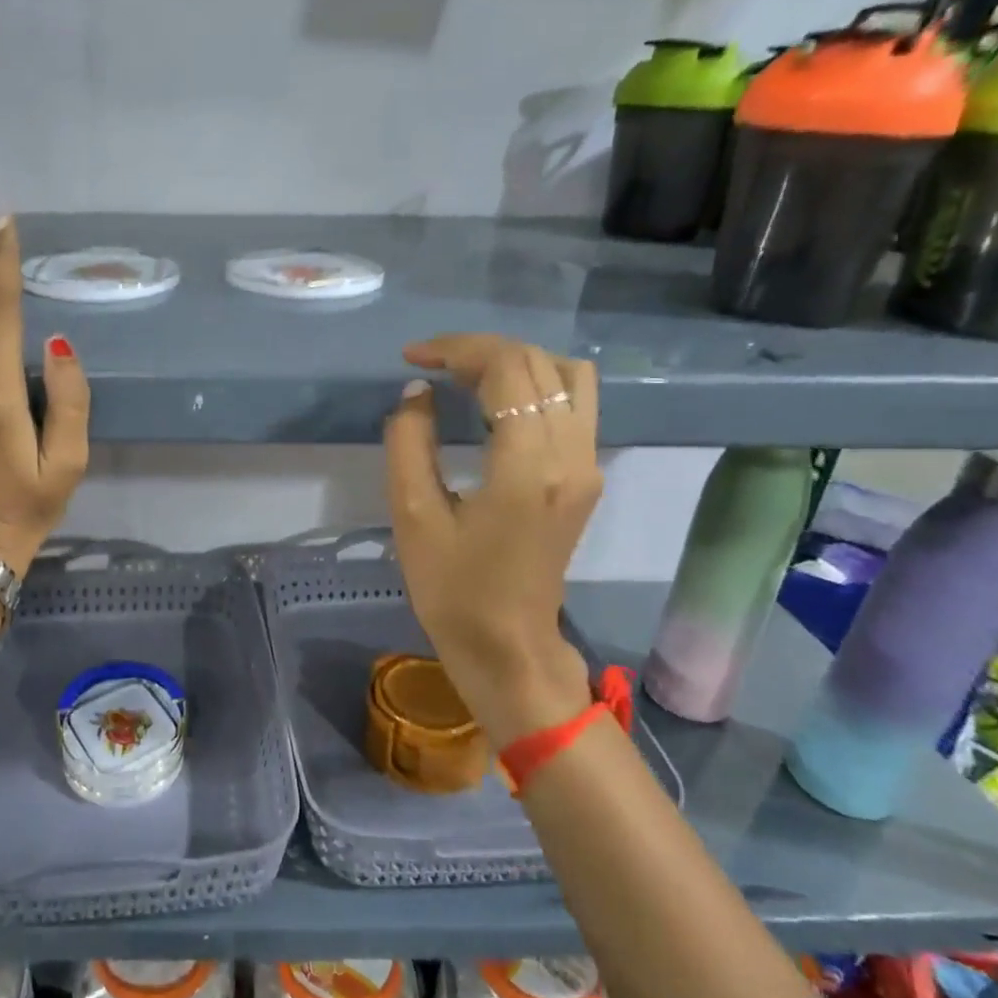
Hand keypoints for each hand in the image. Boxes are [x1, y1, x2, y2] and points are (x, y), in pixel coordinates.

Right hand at [384, 334, 601, 746]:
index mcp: (528, 466)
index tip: (413, 357)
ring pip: (568, 376)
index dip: (456, 350)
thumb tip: (418, 392)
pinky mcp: (588, 477)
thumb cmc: (453, 590)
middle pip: (538, 363)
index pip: (506, 369)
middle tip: (431, 366)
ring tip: (467, 377)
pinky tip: (497, 403)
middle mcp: (572, 456)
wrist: (508, 647)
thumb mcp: (413, 516)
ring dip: (516, 363)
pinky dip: (536, 385)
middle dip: (479, 352)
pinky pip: (575, 404)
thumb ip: (409, 443)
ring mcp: (588, 465)